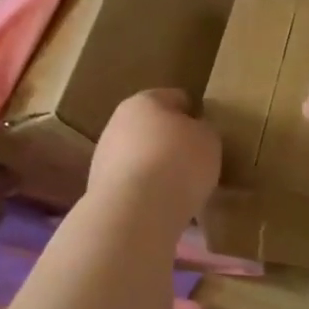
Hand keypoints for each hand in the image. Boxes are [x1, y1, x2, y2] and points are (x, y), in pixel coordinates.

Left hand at [88, 89, 220, 225]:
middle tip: (196, 162)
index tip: (208, 132)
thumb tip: (194, 133)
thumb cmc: (178, 162)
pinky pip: (133, 185)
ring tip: (182, 190)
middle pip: (152, 128)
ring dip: (158, 169)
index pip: (176, 97)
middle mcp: (118, 123)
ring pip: (140, 158)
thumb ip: (203, 131)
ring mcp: (104, 157)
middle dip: (172, 142)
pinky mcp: (99, 189)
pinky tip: (163, 207)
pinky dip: (147, 193)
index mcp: (145, 101)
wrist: (135, 211)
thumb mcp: (209, 140)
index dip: (194, 112)